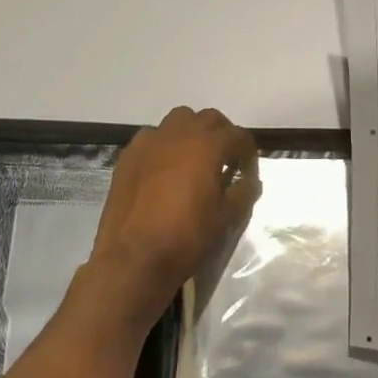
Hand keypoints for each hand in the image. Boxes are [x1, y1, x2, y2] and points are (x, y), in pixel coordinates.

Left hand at [90, 106, 259, 311]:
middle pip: (208, 119)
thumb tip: (249, 181)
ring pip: (177, 121)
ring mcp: (149, 142)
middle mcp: (178, 134)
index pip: (237, 136)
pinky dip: (164, 146)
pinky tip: (164, 171)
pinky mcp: (127, 157)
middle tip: (225, 160)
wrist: (133, 258)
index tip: (247, 172)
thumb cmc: (186, 237)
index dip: (247, 153)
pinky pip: (152, 138)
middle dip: (221, 134)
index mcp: (207, 146)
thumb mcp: (226, 218)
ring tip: (194, 160)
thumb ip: (243, 193)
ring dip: (192, 134)